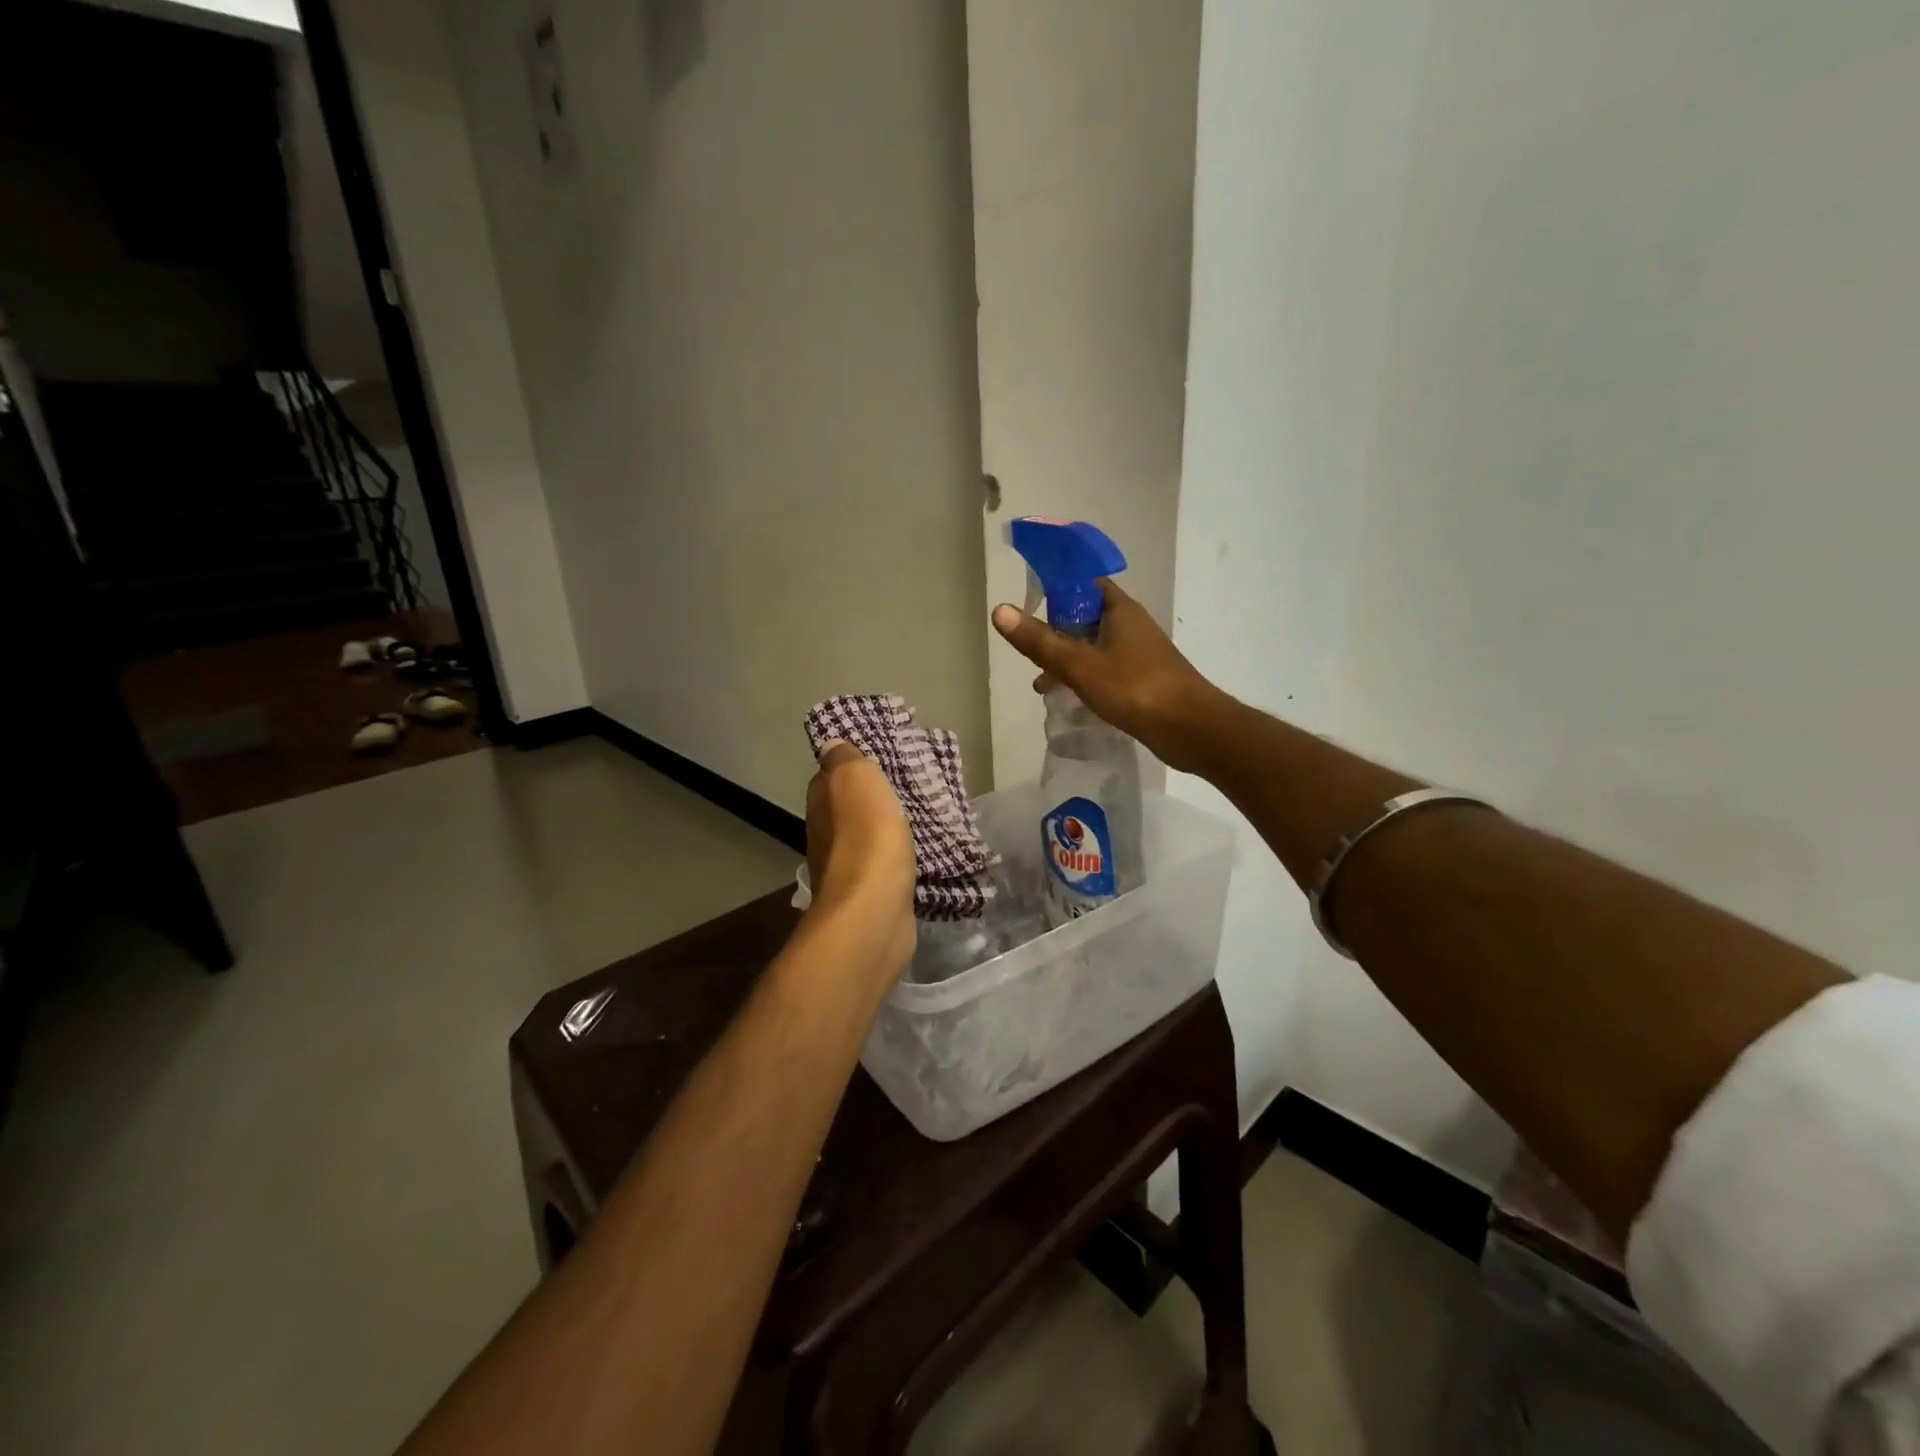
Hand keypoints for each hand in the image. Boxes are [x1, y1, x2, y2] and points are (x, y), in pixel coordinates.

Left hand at [804, 743, 915, 972]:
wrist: (874, 910)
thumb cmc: (867, 837)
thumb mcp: (856, 779)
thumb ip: (845, 759)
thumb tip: (832, 746)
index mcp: (821, 805)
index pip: (829, 777)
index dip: (851, 766)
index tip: (880, 758)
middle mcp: (827, 836)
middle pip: (849, 809)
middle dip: (874, 799)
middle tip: (910, 786)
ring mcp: (848, 869)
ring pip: (870, 838)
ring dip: (889, 829)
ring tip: (923, 817)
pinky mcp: (871, 895)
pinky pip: (887, 866)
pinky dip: (900, 858)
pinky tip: (922, 853)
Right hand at [991, 579, 1226, 773]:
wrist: (1191, 728)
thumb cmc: (1135, 688)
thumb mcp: (1079, 665)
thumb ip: (1039, 641)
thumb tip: (999, 610)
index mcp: (1118, 609)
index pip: (1081, 581)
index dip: (1053, 586)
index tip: (1027, 602)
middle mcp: (1129, 624)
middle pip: (1083, 615)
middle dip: (1054, 630)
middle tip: (1029, 650)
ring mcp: (1138, 652)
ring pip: (1092, 645)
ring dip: (1066, 659)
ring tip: (1041, 683)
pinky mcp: (1142, 678)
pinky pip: (1104, 668)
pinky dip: (1084, 677)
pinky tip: (1069, 700)